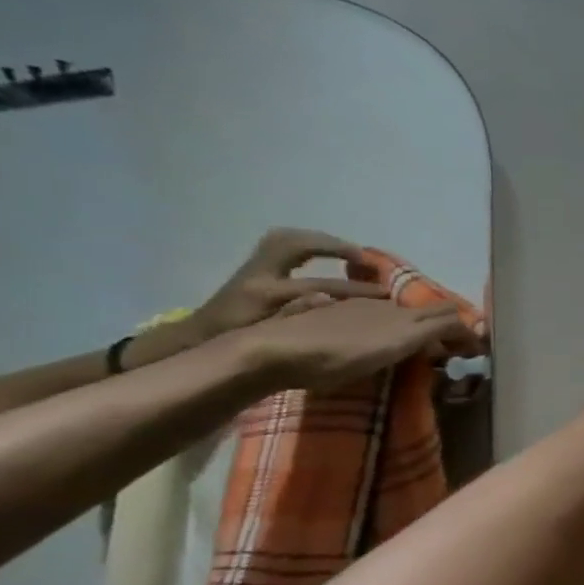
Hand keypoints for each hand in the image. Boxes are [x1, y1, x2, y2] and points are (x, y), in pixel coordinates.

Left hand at [133, 229, 387, 365]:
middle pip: (299, 244)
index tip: (384, 294)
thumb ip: (302, 320)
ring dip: (323, 241)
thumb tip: (336, 307)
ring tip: (351, 254)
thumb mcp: (273, 340)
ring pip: (290, 238)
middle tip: (366, 260)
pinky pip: (284, 243)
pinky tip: (326, 254)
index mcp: (266, 294)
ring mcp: (254, 266)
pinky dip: (309, 244)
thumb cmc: (240, 347)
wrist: (199, 341)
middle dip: (336, 246)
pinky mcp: (254, 266)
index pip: (320, 284)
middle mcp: (259, 273)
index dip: (355, 289)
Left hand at [238, 298, 480, 392]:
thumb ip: (433, 332)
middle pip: (426, 313)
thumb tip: (467, 326)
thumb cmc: (336, 354)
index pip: (447, 316)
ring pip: (400, 316)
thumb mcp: (393, 345)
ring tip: (423, 350)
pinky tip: (381, 346)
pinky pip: (375, 323)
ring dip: (419, 331)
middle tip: (455, 350)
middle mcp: (382, 307)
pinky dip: (392, 334)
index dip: (466, 331)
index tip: (477, 350)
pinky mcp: (330, 321)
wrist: (270, 354)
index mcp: (400, 313)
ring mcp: (355, 312)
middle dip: (446, 328)